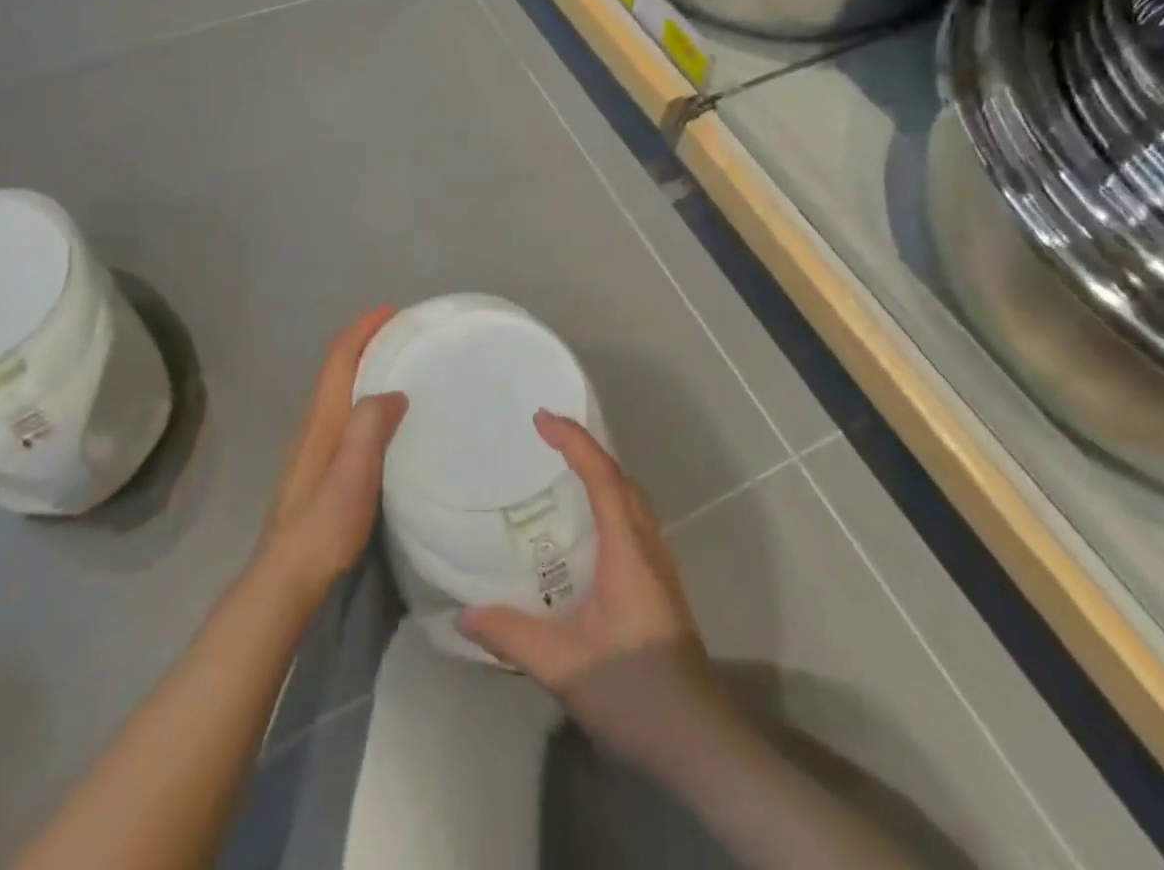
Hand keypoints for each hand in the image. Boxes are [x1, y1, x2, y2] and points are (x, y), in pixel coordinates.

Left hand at [261, 306, 407, 599]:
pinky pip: (343, 412)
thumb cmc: (324, 523)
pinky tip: (382, 415)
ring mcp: (313, 446)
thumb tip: (394, 392)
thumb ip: (370, 427)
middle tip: (402, 334)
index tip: (391, 311)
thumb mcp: (354, 474)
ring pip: (339, 390)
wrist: (287, 577)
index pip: (339, 358)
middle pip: (337, 368)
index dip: (363, 329)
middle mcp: (314, 424)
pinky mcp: (319, 466)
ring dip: (363, 367)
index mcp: (323, 418)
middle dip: (365, 342)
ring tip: (398, 365)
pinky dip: (362, 395)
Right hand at [458, 412, 727, 771]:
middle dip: (586, 450)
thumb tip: (463, 614)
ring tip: (560, 477)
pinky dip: (608, 504)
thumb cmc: (635, 693)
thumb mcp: (563, 666)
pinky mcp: (659, 588)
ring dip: (600, 476)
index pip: (602, 476)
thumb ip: (512, 635)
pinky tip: (583, 534)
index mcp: (627, 550)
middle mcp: (648, 547)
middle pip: (621, 480)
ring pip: (631, 501)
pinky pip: (632, 524)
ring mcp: (659, 567)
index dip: (573, 440)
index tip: (541, 419)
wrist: (700, 743)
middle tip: (546, 442)